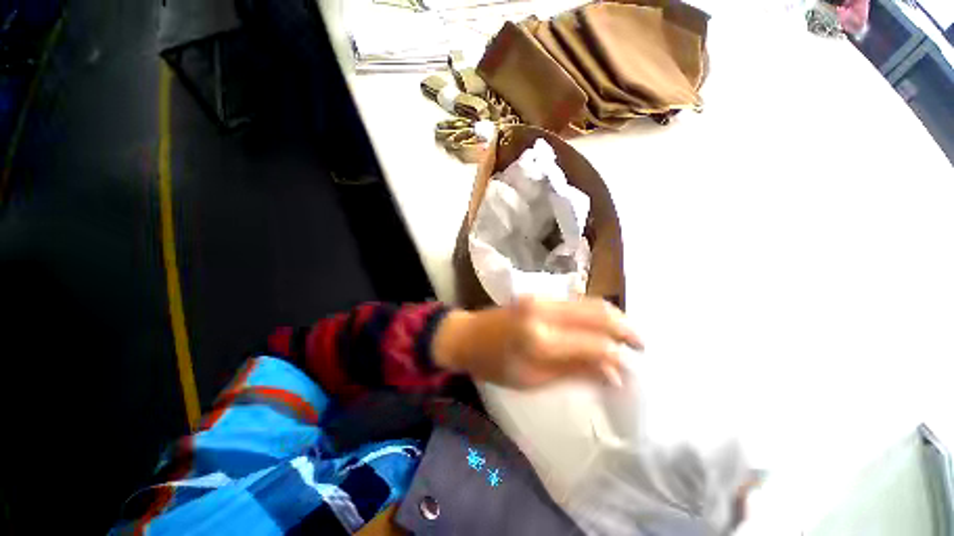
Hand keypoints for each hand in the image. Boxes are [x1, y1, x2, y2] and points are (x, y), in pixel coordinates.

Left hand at [432, 296, 642, 388]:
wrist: (466, 335)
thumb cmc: (494, 365)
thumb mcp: (532, 378)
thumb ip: (575, 370)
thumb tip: (614, 373)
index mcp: (540, 339)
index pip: (594, 343)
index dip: (617, 357)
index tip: (630, 370)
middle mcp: (544, 311)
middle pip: (597, 312)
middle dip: (625, 328)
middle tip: (641, 346)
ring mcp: (541, 298)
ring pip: (589, 302)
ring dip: (612, 318)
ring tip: (626, 337)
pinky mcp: (538, 295)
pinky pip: (575, 302)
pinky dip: (593, 313)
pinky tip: (600, 327)